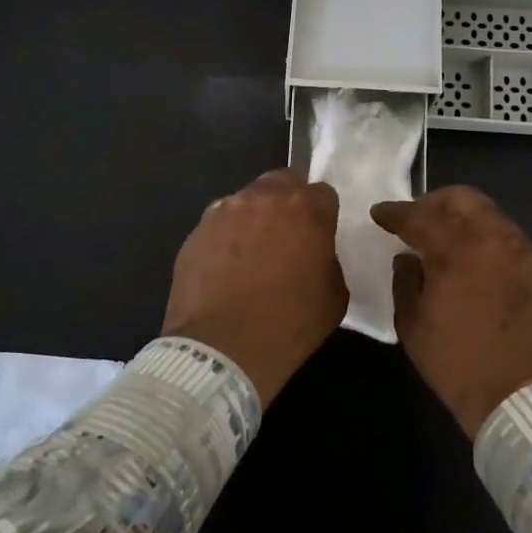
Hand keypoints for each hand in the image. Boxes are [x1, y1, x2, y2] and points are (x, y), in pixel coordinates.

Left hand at [163, 168, 347, 405]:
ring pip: (248, 199)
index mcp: (306, 210)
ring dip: (256, 216)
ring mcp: (226, 210)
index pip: (323, 192)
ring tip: (253, 252)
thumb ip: (329, 261)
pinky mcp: (197, 230)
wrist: (221, 350)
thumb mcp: (334, 297)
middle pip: (283, 182)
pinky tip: (226, 266)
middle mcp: (265, 198)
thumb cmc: (288, 326)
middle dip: (289, 202)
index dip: (322, 214)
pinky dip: (227, 236)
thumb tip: (315, 254)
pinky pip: (220, 222)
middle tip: (288, 235)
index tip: (319, 235)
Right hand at [370, 186, 531, 436]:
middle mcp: (494, 239)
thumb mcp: (413, 326)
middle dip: (433, 203)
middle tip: (417, 219)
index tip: (380, 214)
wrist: (523, 399)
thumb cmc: (458, 365)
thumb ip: (405, 281)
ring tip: (447, 239)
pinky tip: (477, 260)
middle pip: (462, 199)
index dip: (395, 212)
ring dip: (463, 219)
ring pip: (490, 215)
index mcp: (457, 251)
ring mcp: (524, 251)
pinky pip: (510, 238)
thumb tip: (409, 258)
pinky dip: (487, 238)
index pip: (419, 217)